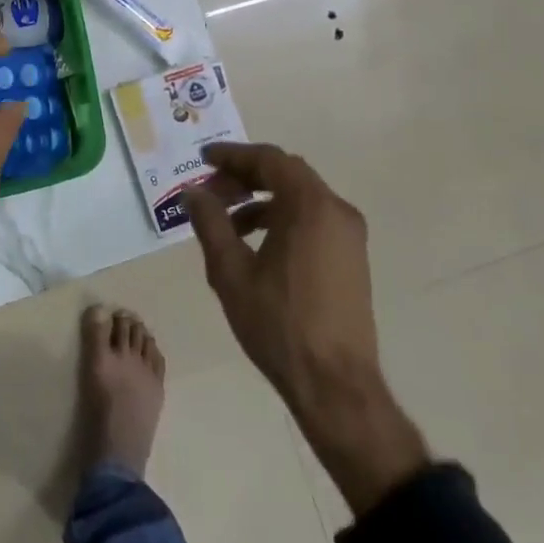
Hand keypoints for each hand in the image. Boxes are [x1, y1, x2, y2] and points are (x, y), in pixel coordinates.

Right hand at [186, 142, 427, 516]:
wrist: (336, 386)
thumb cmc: (279, 324)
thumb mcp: (231, 271)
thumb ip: (210, 223)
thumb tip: (192, 193)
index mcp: (311, 206)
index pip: (268, 160)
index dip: (232, 156)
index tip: (202, 159)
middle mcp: (336, 211)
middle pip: (285, 174)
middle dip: (244, 177)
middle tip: (210, 191)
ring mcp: (349, 235)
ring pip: (299, 197)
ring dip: (260, 200)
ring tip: (226, 222)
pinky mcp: (351, 258)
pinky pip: (311, 219)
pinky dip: (281, 218)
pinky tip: (254, 244)